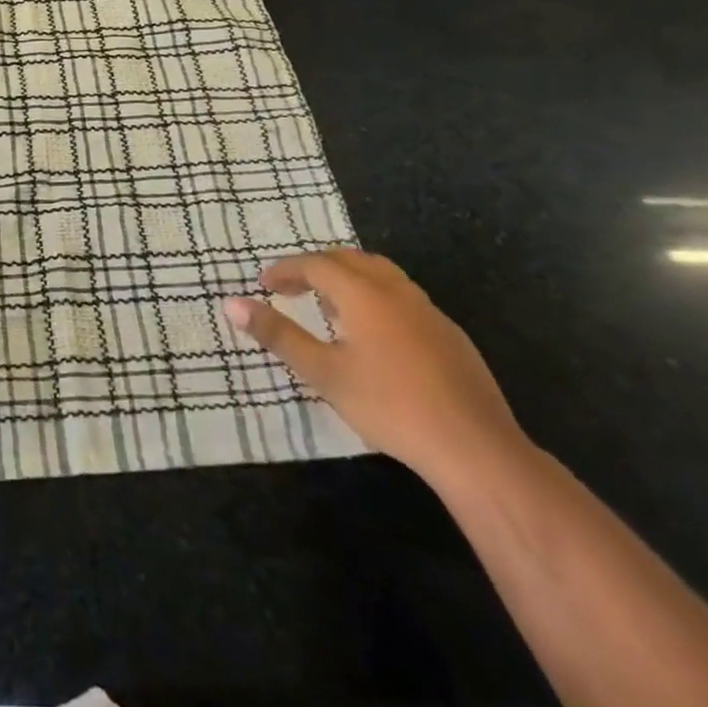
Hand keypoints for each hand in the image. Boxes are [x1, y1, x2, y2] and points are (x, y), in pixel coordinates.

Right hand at [224, 250, 525, 484]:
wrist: (475, 447)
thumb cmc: (389, 405)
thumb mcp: (323, 372)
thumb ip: (278, 335)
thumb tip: (232, 303)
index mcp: (363, 292)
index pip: (315, 264)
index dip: (286, 270)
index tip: (264, 284)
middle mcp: (395, 290)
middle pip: (349, 259)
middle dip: (316, 267)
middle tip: (292, 288)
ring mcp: (427, 310)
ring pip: (380, 274)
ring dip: (348, 278)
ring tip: (329, 305)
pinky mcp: (450, 334)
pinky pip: (402, 296)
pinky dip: (376, 297)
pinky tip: (375, 334)